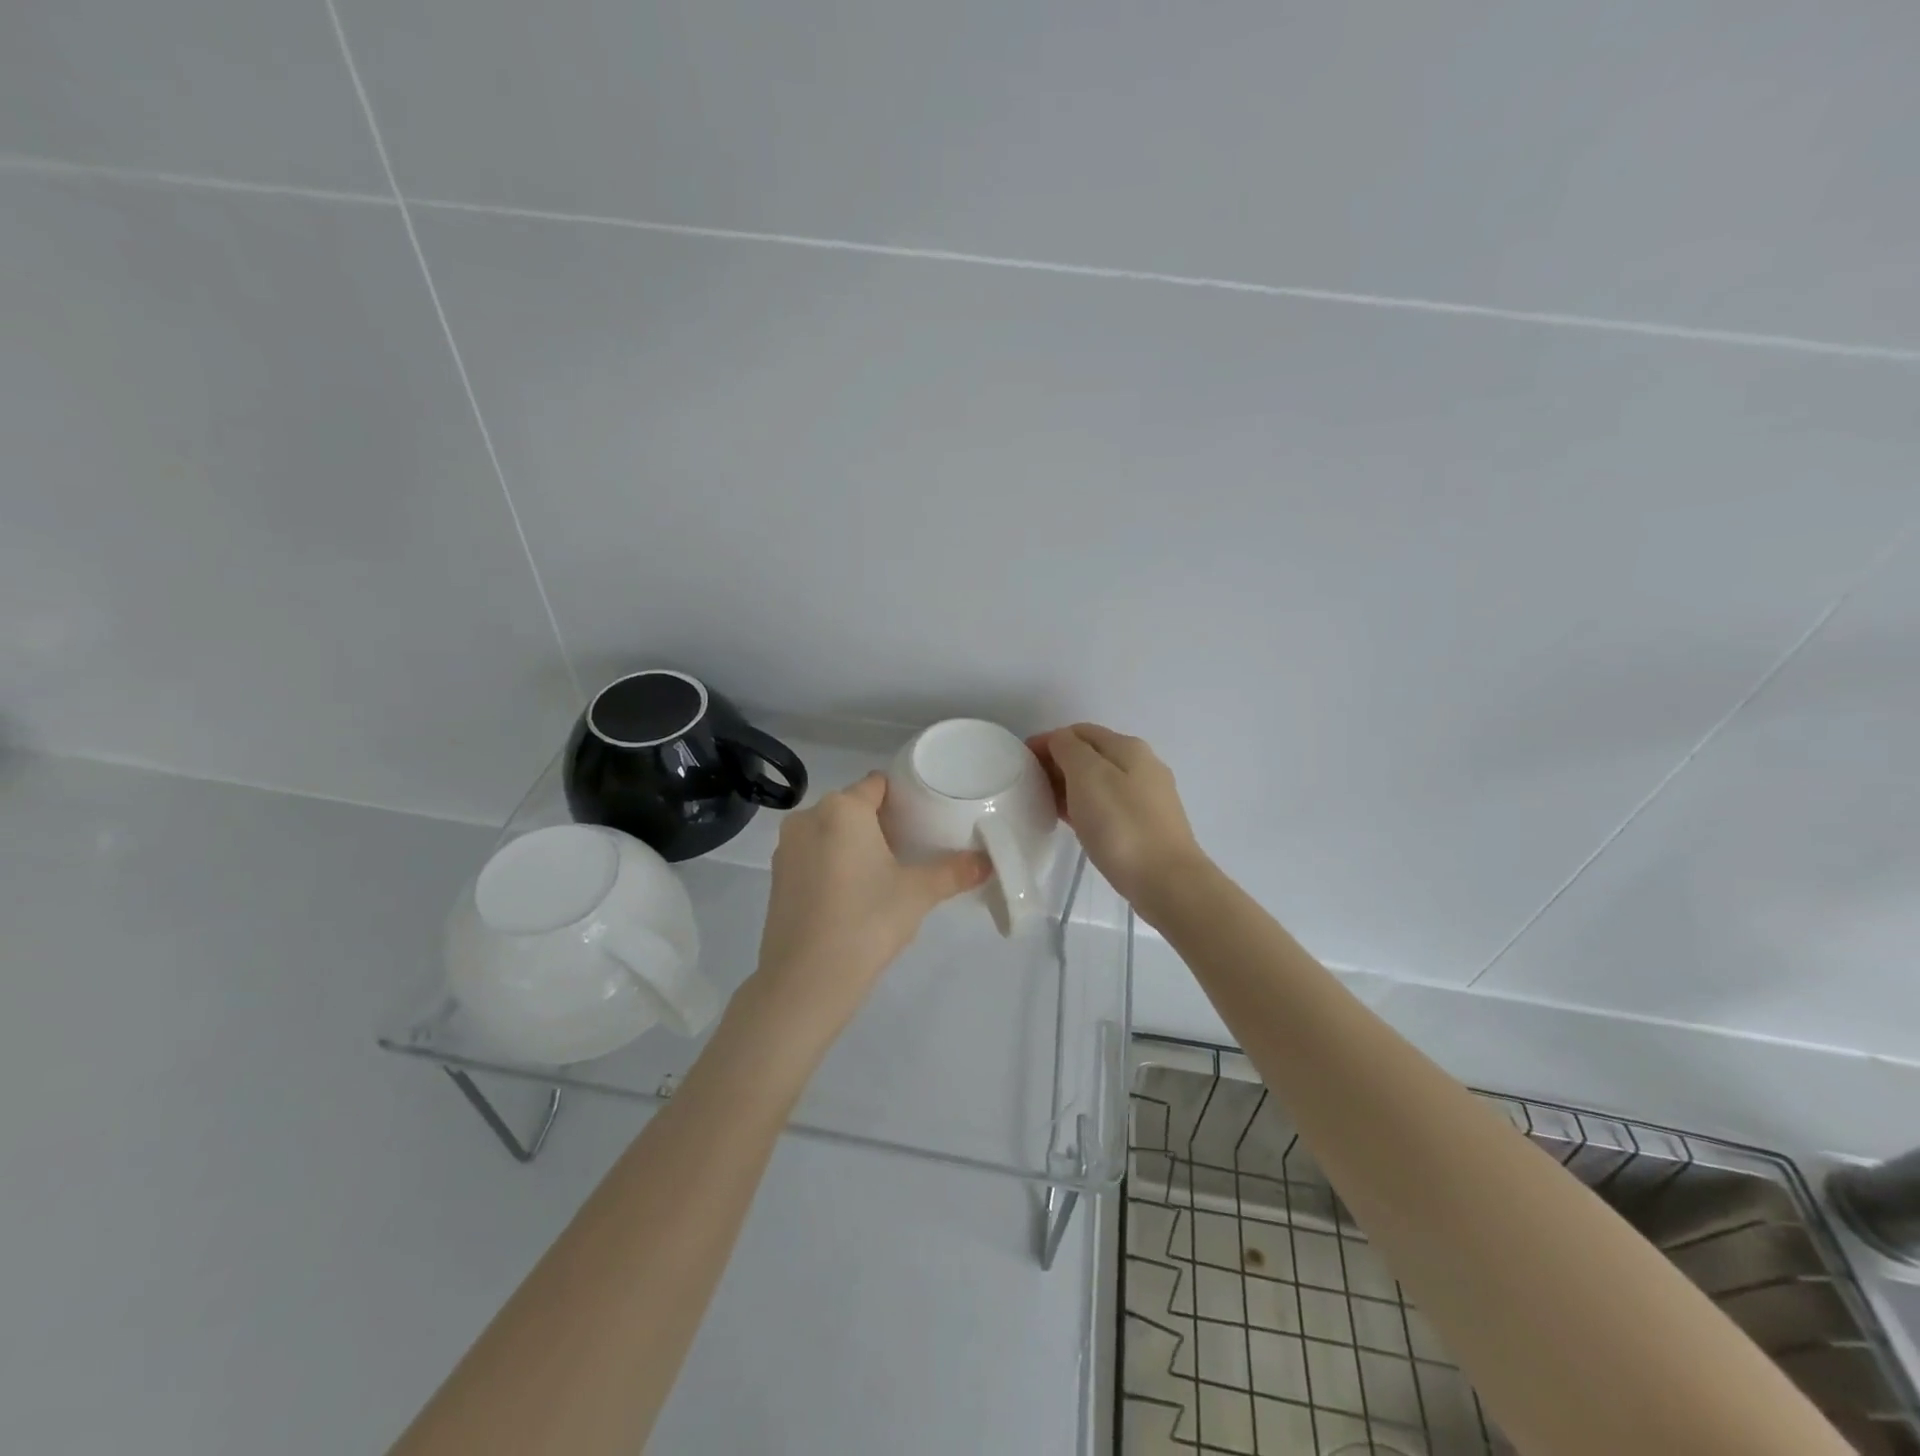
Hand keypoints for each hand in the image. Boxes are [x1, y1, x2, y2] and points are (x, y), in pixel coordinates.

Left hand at [747, 773, 988, 1045]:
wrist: (806, 980)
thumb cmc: (866, 921)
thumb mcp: (918, 893)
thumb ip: (954, 872)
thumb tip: (987, 862)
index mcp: (843, 809)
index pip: (878, 785)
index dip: (902, 797)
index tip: (922, 818)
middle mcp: (809, 817)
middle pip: (852, 807)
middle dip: (879, 823)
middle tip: (910, 849)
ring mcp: (787, 848)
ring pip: (829, 832)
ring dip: (853, 844)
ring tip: (882, 873)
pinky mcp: (777, 878)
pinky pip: (812, 856)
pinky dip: (831, 865)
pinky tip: (851, 895)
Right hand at [1028, 723, 1205, 908]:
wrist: (1166, 881)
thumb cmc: (1121, 825)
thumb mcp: (1088, 776)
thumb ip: (1069, 749)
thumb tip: (1060, 742)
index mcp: (1127, 747)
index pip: (1078, 732)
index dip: (1047, 741)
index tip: (1021, 761)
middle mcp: (1141, 764)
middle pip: (1090, 754)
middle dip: (1057, 763)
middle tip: (1029, 785)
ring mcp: (1147, 795)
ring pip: (1098, 780)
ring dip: (1069, 785)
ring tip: (1044, 804)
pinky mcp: (1146, 823)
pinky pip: (1107, 804)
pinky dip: (1084, 805)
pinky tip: (1070, 821)